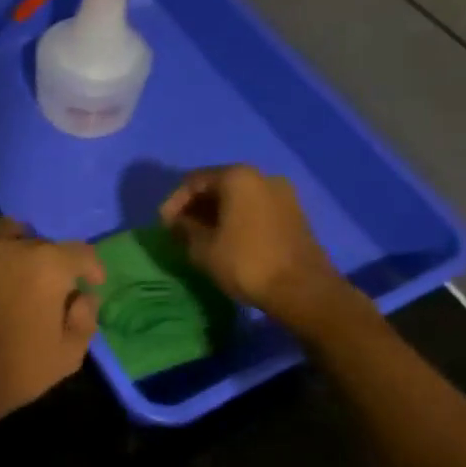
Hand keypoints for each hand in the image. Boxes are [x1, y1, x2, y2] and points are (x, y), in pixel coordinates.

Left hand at [0, 217, 103, 421]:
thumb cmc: (16, 369)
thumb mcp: (67, 355)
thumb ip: (84, 321)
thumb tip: (83, 299)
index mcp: (49, 266)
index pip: (81, 253)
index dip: (91, 268)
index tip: (93, 283)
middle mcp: (13, 249)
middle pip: (42, 243)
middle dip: (53, 263)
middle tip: (52, 291)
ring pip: (3, 230)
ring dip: (16, 243)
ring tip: (17, 267)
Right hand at [160, 166, 352, 334]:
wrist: (302, 289)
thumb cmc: (246, 263)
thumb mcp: (203, 248)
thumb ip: (185, 229)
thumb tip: (177, 222)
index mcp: (238, 177)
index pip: (194, 181)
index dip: (174, 202)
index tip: (163, 226)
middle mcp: (262, 176)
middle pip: (218, 185)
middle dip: (195, 206)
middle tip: (179, 230)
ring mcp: (282, 194)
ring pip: (238, 197)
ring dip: (215, 214)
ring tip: (200, 237)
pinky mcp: (293, 214)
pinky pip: (255, 208)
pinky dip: (236, 219)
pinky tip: (225, 239)